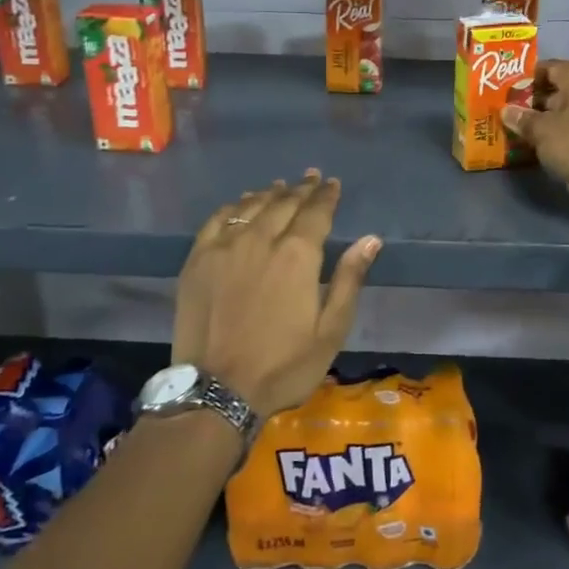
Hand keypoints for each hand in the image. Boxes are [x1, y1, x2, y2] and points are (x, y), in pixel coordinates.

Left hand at [171, 170, 380, 418]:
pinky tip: (241, 204)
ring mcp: (225, 247)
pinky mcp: (198, 260)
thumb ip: (349, 280)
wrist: (218, 390)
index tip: (332, 184)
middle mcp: (261, 240)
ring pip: (251, 206)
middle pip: (284, 203)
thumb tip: (371, 240)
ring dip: (270, 193)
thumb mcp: (331, 330)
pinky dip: (233, 206)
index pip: (316, 212)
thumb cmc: (284, 365)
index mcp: (298, 256)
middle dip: (301, 189)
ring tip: (281, 186)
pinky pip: (217, 220)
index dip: (326, 196)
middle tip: (311, 178)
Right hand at [501, 60, 568, 219]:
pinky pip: (564, 135)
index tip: (500, 90)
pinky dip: (548, 139)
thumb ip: (522, 118)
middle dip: (527, 102)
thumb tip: (505, 110)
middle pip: (551, 91)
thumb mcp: (543, 129)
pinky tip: (526, 145)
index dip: (523, 78)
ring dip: (536, 123)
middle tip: (499, 110)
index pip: (545, 68)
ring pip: (557, 115)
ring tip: (507, 128)